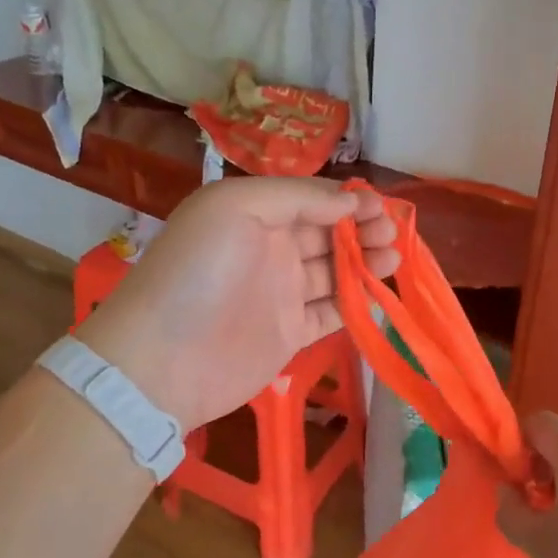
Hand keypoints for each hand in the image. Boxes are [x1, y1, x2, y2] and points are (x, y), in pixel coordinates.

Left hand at [74, 178, 399, 428]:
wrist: (162, 360)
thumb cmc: (199, 272)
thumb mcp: (236, 207)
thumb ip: (297, 197)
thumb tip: (350, 201)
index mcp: (253, 213)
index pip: (310, 199)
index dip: (347, 200)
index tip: (381, 206)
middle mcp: (268, 249)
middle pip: (326, 233)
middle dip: (362, 229)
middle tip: (392, 233)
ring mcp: (279, 293)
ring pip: (334, 271)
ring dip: (365, 262)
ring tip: (395, 258)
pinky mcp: (289, 333)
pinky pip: (331, 312)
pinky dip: (356, 302)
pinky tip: (380, 293)